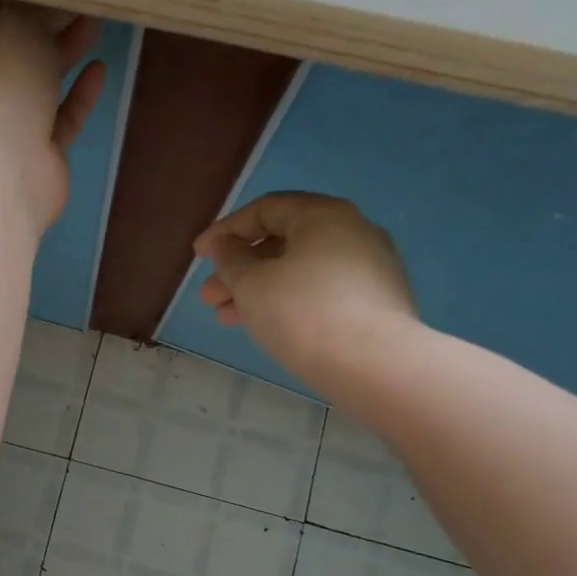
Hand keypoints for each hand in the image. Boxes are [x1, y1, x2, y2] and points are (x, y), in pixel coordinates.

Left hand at [0, 0, 105, 230]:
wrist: (2, 171)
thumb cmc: (0, 86)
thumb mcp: (15, 26)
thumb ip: (34, 9)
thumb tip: (48, 1)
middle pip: (19, 45)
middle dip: (48, 20)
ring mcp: (11, 121)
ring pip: (42, 80)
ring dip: (66, 52)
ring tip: (97, 19)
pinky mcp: (39, 150)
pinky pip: (62, 116)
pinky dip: (79, 94)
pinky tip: (100, 68)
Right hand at [193, 192, 421, 392]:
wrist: (375, 366)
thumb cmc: (303, 312)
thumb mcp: (252, 284)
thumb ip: (231, 260)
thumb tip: (225, 246)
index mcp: (323, 215)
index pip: (265, 209)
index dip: (225, 231)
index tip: (199, 256)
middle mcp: (353, 231)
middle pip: (283, 242)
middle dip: (239, 269)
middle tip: (209, 297)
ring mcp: (370, 268)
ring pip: (300, 271)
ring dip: (259, 290)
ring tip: (228, 319)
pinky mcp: (377, 302)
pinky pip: (321, 292)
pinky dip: (289, 302)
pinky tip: (267, 326)